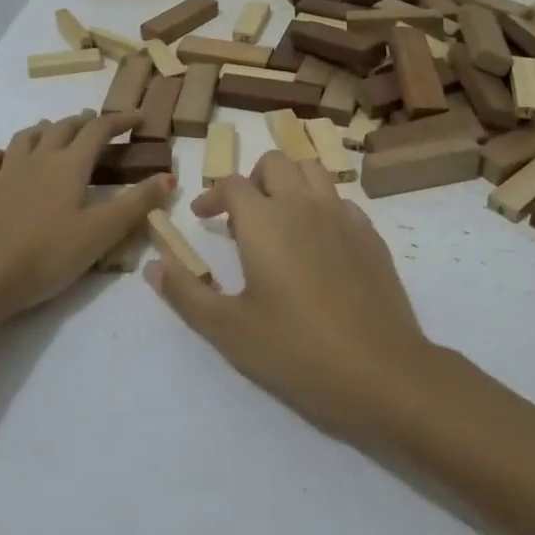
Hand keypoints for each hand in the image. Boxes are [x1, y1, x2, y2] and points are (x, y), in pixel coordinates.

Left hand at [0, 110, 173, 324]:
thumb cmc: (48, 255)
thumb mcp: (102, 233)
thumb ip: (137, 204)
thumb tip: (169, 176)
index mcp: (70, 165)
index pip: (99, 130)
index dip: (120, 120)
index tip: (138, 117)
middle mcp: (39, 158)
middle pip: (63, 127)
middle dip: (84, 121)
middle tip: (98, 124)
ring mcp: (7, 171)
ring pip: (28, 136)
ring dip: (47, 129)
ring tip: (56, 132)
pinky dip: (4, 151)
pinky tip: (6, 158)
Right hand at [146, 152, 435, 443]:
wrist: (381, 372)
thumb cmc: (296, 350)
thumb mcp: (228, 330)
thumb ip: (186, 293)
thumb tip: (153, 265)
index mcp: (265, 221)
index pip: (233, 184)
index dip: (213, 194)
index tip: (203, 217)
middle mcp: (303, 205)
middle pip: (275, 162)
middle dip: (253, 179)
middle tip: (243, 216)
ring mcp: (342, 216)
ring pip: (313, 170)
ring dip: (290, 182)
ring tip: (280, 218)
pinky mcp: (371, 235)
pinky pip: (341, 199)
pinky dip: (321, 205)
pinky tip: (318, 242)